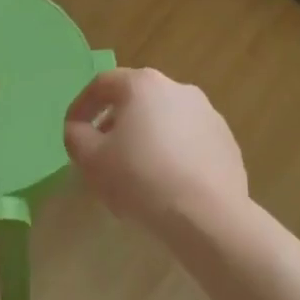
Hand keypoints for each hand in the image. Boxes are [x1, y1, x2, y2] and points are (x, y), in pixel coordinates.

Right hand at [63, 68, 248, 238]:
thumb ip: (76, 136)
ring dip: (146, 138)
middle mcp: (178, 88)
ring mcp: (208, 113)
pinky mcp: (226, 141)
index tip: (73, 131)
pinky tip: (167, 182)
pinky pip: (189, 140)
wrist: (207, 215)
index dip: (81, 106)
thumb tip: (78, 129)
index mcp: (143, 85)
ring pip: (165, 120)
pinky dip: (173, 153)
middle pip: (136, 99)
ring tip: (135, 172)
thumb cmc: (141, 178)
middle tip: (102, 153)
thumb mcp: (91, 159)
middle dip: (115, 123)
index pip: (102, 84)